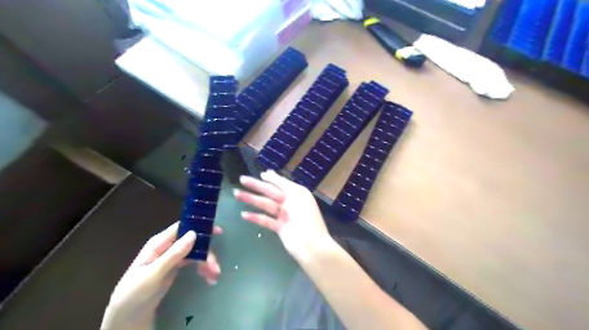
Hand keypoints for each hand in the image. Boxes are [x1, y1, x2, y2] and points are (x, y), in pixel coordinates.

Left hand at [101, 222, 220, 329]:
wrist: (126, 318)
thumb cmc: (133, 293)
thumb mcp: (153, 275)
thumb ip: (173, 255)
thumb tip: (193, 233)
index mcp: (158, 244)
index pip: (182, 228)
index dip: (200, 227)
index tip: (217, 231)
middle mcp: (167, 247)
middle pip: (193, 243)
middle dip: (206, 254)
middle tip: (216, 268)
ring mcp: (172, 258)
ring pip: (196, 253)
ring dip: (207, 263)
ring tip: (214, 277)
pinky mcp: (176, 268)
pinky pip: (194, 263)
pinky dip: (202, 269)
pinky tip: (209, 278)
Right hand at [237, 172, 335, 261]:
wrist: (311, 244)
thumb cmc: (306, 216)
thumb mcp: (296, 194)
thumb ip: (281, 183)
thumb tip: (267, 173)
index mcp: (296, 192)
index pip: (280, 183)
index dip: (270, 178)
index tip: (258, 174)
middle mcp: (290, 202)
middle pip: (270, 192)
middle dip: (256, 186)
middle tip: (241, 179)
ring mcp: (284, 215)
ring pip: (265, 204)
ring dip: (251, 199)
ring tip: (236, 194)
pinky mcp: (279, 228)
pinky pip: (265, 220)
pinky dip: (255, 217)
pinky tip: (244, 214)